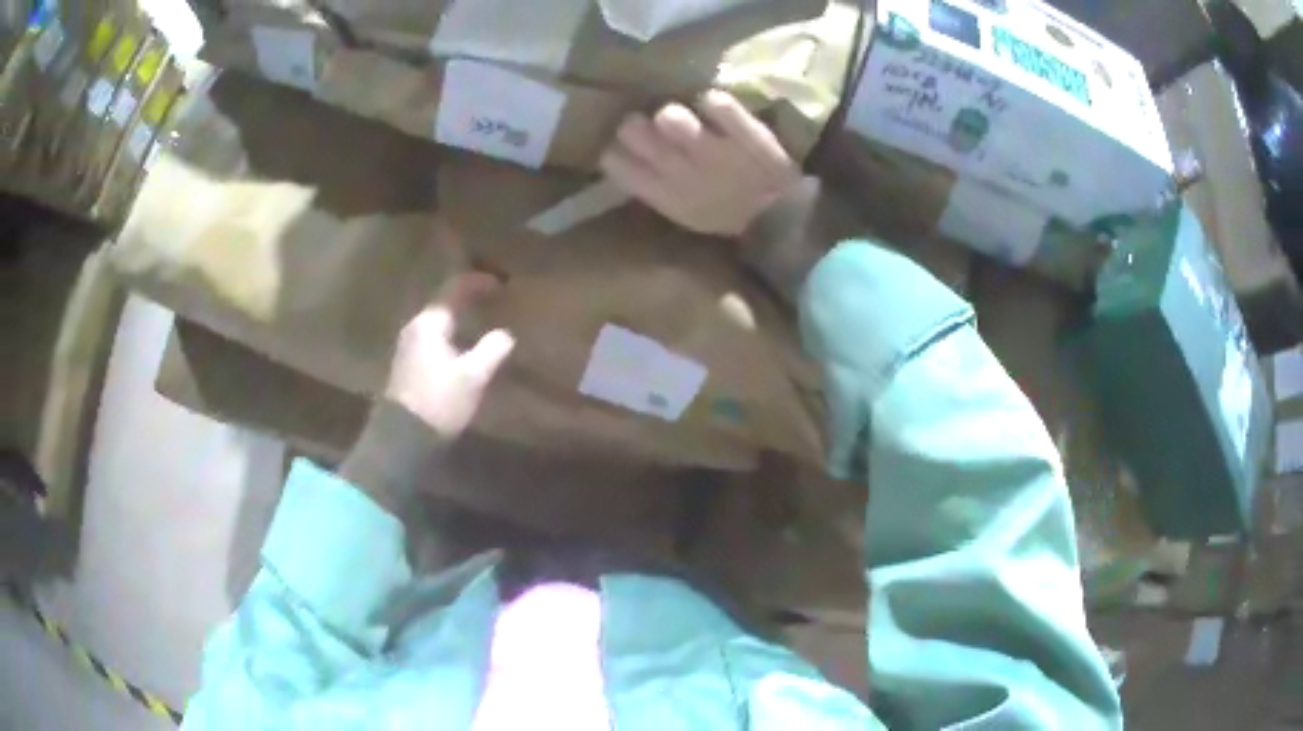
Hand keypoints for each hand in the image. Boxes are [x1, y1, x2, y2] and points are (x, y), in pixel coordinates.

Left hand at [385, 273, 514, 438]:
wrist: (404, 438)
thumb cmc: (440, 401)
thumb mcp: (473, 376)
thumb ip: (492, 350)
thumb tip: (505, 334)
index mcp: (430, 323)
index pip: (454, 288)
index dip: (478, 282)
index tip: (500, 283)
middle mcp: (415, 328)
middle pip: (443, 303)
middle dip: (467, 299)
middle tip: (491, 300)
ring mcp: (407, 346)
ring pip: (436, 322)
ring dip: (457, 318)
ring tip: (479, 321)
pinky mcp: (406, 365)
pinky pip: (431, 338)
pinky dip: (448, 335)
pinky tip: (461, 345)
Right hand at [600, 90, 799, 236]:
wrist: (781, 219)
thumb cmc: (725, 214)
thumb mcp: (680, 211)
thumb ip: (651, 184)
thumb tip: (624, 154)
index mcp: (661, 193)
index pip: (613, 161)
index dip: (616, 146)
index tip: (627, 144)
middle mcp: (678, 170)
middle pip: (632, 130)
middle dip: (638, 122)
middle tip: (654, 125)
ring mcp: (712, 149)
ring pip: (669, 115)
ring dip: (674, 112)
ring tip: (687, 117)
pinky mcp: (743, 132)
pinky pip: (716, 102)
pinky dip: (714, 101)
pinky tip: (717, 110)